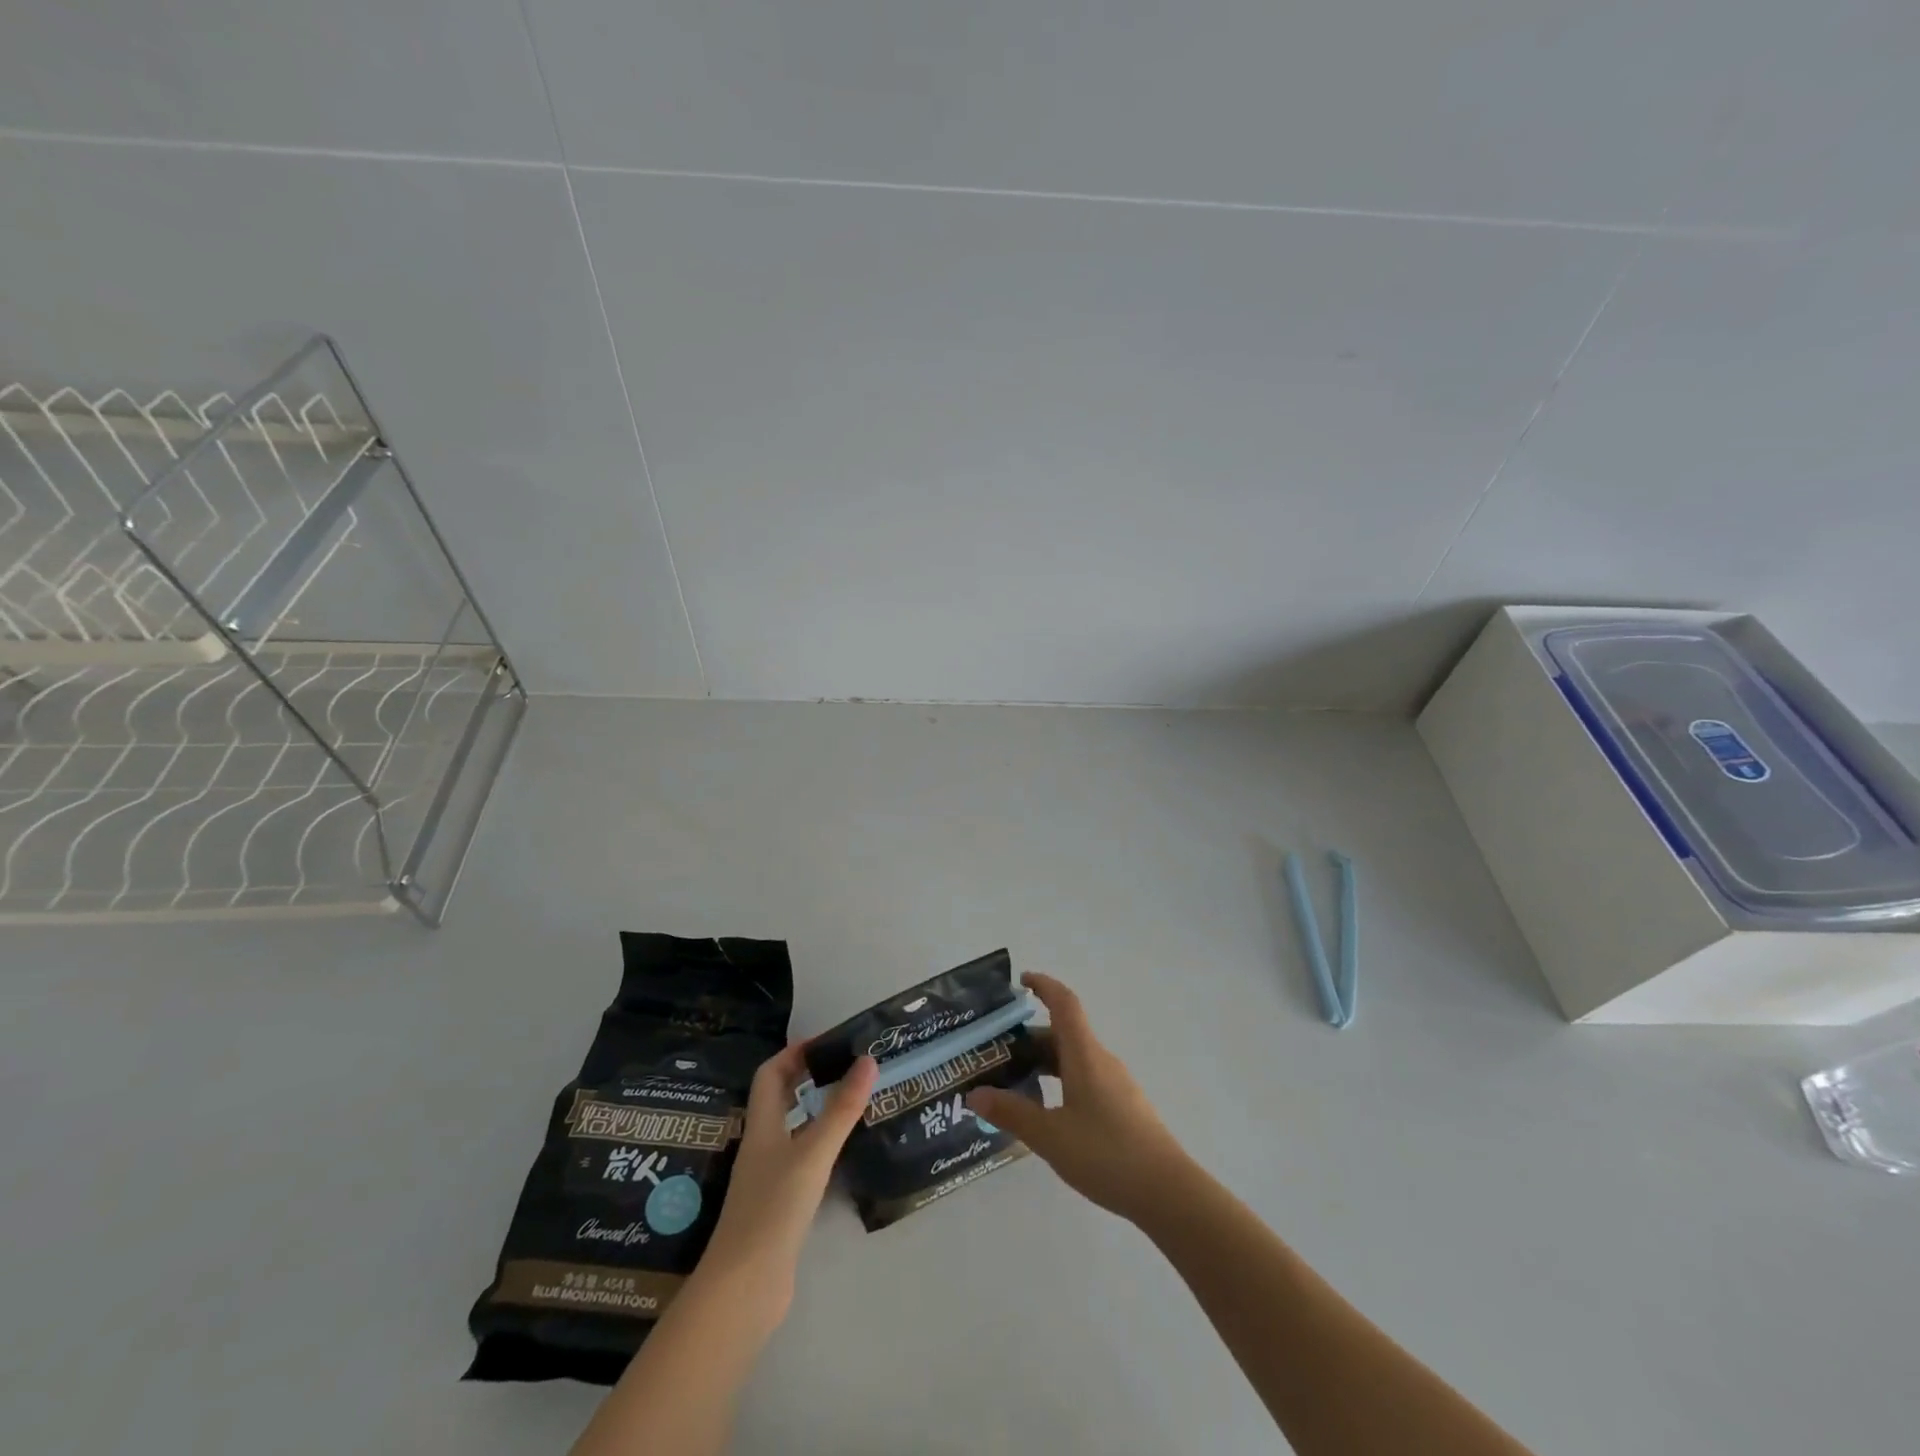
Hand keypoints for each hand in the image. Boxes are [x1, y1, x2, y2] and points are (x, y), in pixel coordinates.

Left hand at [698, 1043, 877, 1318]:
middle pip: (779, 1099)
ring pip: (791, 1130)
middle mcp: (762, 1146)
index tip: (827, 1042)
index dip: (793, 1053)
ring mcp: (768, 1178)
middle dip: (806, 1078)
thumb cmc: (773, 1209)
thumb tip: (868, 1060)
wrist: (744, 1288)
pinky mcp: (779, 1205)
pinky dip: (820, 1146)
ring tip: (852, 1101)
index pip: (770, 1075)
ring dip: (815, 1111)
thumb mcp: (812, 1153)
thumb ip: (841, 1109)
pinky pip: (800, 1160)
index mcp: (762, 1127)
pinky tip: (842, 1153)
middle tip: (845, 1067)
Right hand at [966, 972, 1190, 1223]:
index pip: (1064, 1003)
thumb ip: (1012, 1113)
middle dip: (1031, 1037)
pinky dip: (1062, 1082)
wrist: (1168, 1192)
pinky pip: (1086, 1079)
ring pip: (1075, 1059)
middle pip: (1065, 1033)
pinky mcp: (1124, 1107)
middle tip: (999, 1052)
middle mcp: (1102, 1061)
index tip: (1021, 981)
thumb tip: (975, 1093)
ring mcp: (1117, 1084)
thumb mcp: (1050, 1136)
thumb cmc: (1106, 1153)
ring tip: (1017, 1082)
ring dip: (1046, 1062)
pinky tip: (1049, 1112)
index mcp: (1085, 1054)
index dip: (1044, 985)